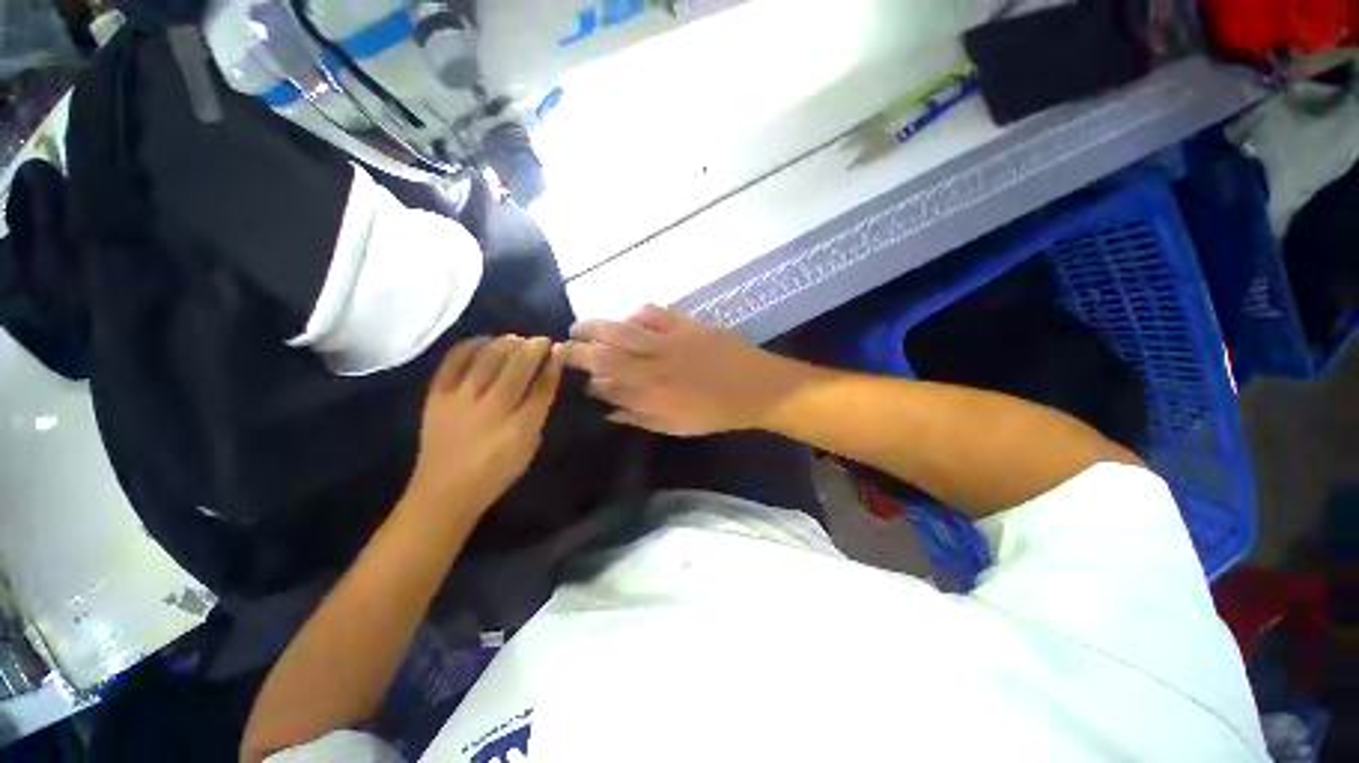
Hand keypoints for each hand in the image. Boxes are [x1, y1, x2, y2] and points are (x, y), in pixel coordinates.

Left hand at [406, 336, 563, 512]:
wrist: (443, 492)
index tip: (560, 349)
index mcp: (519, 427)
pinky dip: (471, 345)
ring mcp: (461, 399)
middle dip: (534, 347)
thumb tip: (543, 381)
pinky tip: (484, 341)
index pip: (542, 387)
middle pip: (517, 366)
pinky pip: (454, 361)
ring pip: (488, 358)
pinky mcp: (437, 397)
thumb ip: (537, 414)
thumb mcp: (528, 448)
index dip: (554, 364)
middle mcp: (492, 408)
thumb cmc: (495, 474)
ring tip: (516, 339)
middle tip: (541, 341)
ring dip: (506, 343)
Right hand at [565, 306, 795, 436]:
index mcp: (653, 396)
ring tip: (579, 326)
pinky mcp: (686, 324)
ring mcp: (670, 341)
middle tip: (561, 345)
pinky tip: (628, 318)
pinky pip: (653, 312)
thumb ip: (640, 417)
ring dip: (597, 326)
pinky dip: (635, 314)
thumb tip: (607, 409)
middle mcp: (655, 367)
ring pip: (623, 330)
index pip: (608, 385)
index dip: (587, 380)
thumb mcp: (677, 427)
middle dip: (579, 350)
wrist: (758, 387)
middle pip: (607, 354)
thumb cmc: (718, 413)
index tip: (575, 377)